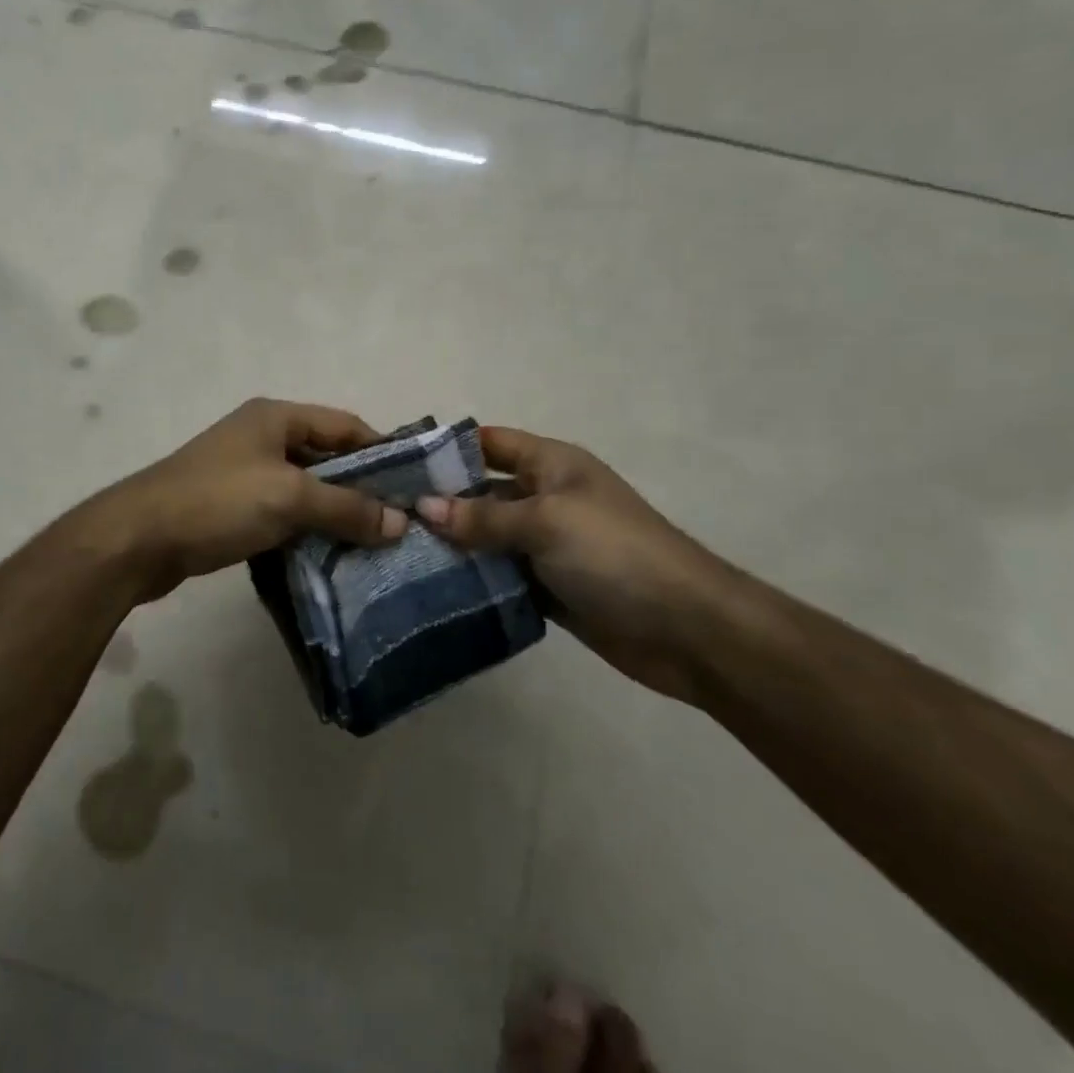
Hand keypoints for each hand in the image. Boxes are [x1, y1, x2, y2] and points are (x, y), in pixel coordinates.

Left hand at [85, 398, 406, 603]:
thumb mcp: (289, 497)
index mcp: (276, 417)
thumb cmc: (218, 502)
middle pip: (326, 458)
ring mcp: (244, 473)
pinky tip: (329, 556)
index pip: (345, 425)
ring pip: (304, 489)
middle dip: (360, 489)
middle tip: (397, 524)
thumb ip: (346, 507)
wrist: (138, 539)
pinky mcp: (231, 507)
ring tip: (372, 546)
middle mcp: (261, 437)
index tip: (413, 487)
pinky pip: (282, 513)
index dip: (380, 452)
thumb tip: (400, 523)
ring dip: (333, 514)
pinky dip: (305, 529)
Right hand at [416, 428, 737, 700]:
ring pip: (488, 538)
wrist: (687, 629)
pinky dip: (474, 581)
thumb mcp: (546, 522)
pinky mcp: (549, 588)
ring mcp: (547, 546)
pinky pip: (501, 577)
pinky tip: (431, 589)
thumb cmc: (615, 554)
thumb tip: (423, 507)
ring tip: (396, 554)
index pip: (490, 443)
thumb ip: (483, 516)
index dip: (448, 449)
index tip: (397, 465)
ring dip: (453, 547)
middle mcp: (546, 499)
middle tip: (385, 517)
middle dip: (440, 502)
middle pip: (483, 492)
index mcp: (552, 466)